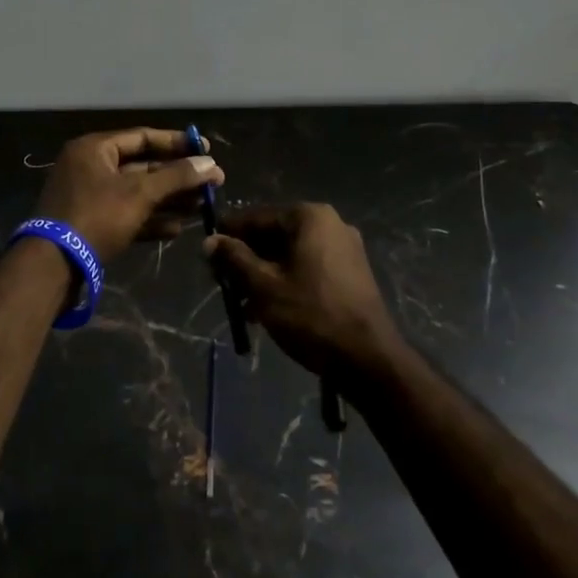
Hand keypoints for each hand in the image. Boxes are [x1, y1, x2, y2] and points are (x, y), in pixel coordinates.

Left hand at [32, 128, 223, 264]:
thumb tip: (211, 164)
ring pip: (137, 193)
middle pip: (142, 166)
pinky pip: (127, 215)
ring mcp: (89, 197)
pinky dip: (150, 220)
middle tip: (212, 184)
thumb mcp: (139, 193)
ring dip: (169, 199)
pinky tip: (177, 229)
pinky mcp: (91, 224)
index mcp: (94, 149)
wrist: (53, 265)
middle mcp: (90, 167)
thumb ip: (176, 177)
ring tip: (202, 207)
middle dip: (177, 177)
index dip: (176, 143)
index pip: (142, 137)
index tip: (207, 151)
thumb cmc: (96, 217)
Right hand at [204, 204, 400, 378]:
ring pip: (289, 253)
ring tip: (243, 305)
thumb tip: (209, 241)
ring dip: (264, 274)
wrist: (369, 360)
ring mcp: (344, 247)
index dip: (228, 236)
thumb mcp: (263, 287)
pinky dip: (286, 281)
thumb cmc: (311, 315)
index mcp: (308, 216)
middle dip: (246, 259)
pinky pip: (308, 266)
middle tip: (223, 285)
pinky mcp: (351, 272)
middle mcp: (329, 223)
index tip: (207, 257)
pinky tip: (269, 309)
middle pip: (273, 234)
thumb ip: (234, 259)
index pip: (255, 217)